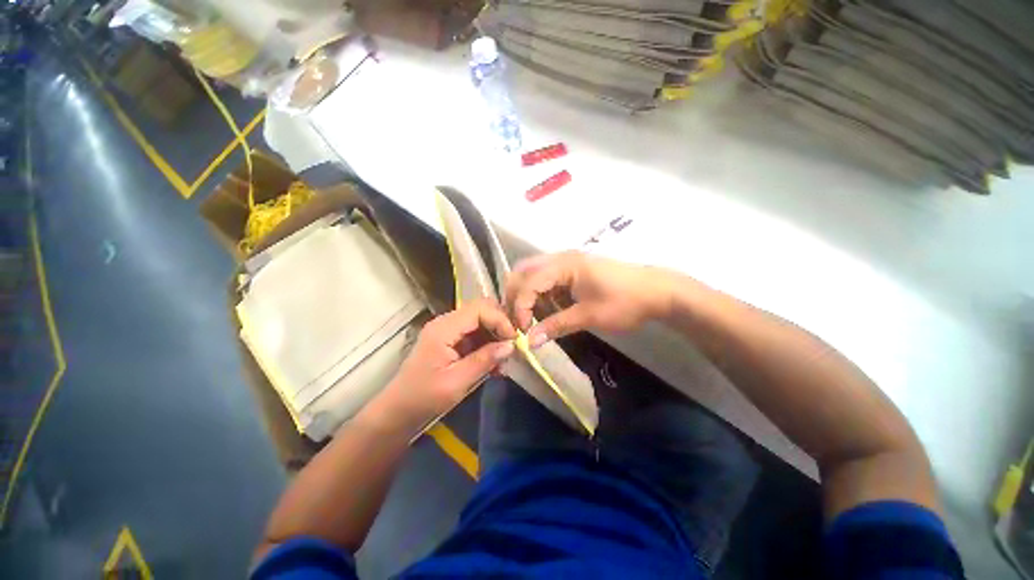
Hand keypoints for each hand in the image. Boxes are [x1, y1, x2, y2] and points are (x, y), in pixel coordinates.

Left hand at [367, 299, 516, 434]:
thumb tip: (511, 345)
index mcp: (444, 328)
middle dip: (500, 325)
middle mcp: (446, 322)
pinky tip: (495, 363)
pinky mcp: (451, 340)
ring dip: (496, 336)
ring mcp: (448, 330)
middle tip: (513, 345)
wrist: (398, 411)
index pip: (479, 309)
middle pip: (481, 310)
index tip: (514, 340)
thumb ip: (484, 360)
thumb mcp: (457, 382)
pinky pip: (475, 334)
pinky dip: (488, 345)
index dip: (500, 320)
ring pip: (481, 321)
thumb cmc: (424, 398)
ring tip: (505, 359)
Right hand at [504, 252, 672, 345]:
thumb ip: (556, 325)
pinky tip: (548, 309)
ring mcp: (567, 262)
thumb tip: (530, 341)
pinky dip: (541, 294)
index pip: (528, 282)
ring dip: (527, 294)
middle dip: (515, 295)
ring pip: (533, 274)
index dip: (520, 306)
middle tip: (518, 320)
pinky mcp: (573, 270)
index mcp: (564, 265)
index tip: (522, 330)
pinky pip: (546, 279)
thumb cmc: (624, 302)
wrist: (657, 291)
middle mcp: (560, 258)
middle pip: (524, 271)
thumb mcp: (589, 316)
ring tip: (531, 317)